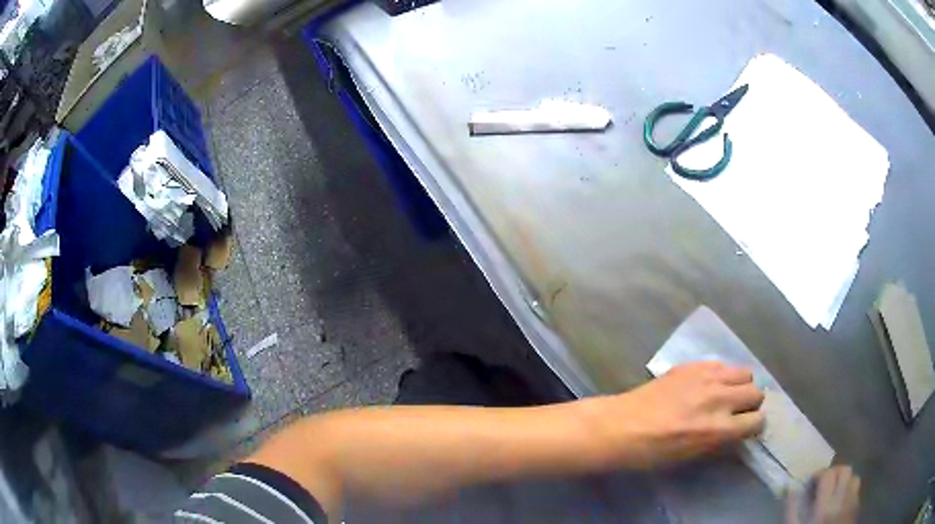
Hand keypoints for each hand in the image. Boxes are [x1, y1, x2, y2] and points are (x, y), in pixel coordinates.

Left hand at [587, 361, 764, 468]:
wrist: (621, 426)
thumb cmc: (652, 452)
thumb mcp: (691, 456)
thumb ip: (720, 440)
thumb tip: (738, 429)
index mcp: (718, 429)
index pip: (757, 421)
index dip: (754, 426)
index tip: (748, 428)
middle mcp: (719, 399)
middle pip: (756, 392)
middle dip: (751, 404)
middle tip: (738, 411)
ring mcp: (707, 377)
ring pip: (745, 372)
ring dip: (741, 385)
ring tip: (727, 394)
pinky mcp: (693, 364)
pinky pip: (723, 364)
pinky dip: (723, 374)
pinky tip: (710, 384)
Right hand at [786, 466, 859, 523]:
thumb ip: (792, 509)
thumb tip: (791, 489)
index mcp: (826, 503)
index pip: (828, 474)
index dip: (819, 474)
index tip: (810, 483)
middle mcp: (842, 497)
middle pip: (845, 470)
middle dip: (834, 473)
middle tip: (824, 485)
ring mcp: (852, 500)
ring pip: (853, 478)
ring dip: (845, 481)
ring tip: (834, 492)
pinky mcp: (856, 506)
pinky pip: (856, 490)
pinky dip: (849, 491)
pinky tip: (841, 503)